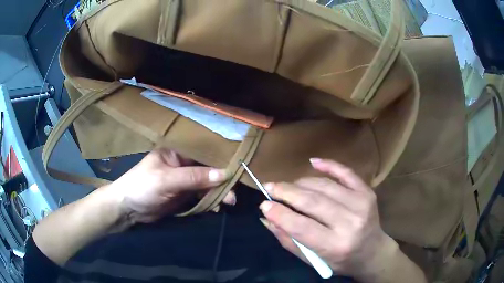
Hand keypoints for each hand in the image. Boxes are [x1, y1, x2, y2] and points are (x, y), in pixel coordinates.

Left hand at [104, 148, 234, 224]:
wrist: (127, 209)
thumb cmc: (142, 187)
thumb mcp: (167, 180)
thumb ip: (194, 177)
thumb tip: (224, 174)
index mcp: (177, 153)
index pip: (203, 154)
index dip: (220, 162)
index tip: (237, 171)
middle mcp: (182, 165)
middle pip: (207, 171)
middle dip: (221, 181)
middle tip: (233, 195)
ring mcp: (183, 181)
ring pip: (206, 185)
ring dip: (217, 193)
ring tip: (228, 202)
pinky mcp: (183, 196)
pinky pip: (201, 197)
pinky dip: (209, 202)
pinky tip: (216, 207)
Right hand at [259, 159, 401, 280]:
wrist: (373, 252)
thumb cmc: (340, 261)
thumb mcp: (313, 260)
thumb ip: (289, 240)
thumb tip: (267, 218)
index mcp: (335, 245)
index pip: (301, 226)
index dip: (279, 213)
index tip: (263, 204)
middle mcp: (350, 223)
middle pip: (312, 201)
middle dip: (286, 191)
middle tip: (269, 187)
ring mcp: (361, 204)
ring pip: (324, 186)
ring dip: (301, 182)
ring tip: (288, 186)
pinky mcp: (367, 192)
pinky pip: (346, 172)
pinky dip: (328, 165)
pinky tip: (313, 162)